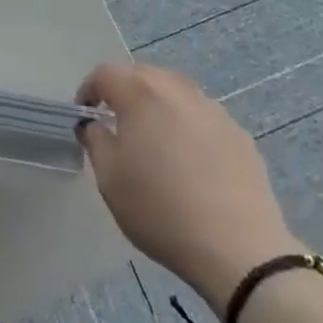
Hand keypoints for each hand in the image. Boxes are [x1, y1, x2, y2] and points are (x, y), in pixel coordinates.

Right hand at [76, 62, 301, 308]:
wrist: (238, 249)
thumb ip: (95, 140)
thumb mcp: (109, 179)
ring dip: (158, 106)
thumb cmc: (160, 210)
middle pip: (143, 75)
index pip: (105, 73)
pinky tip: (190, 161)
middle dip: (124, 92)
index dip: (88, 90)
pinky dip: (188, 126)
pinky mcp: (239, 133)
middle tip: (116, 123)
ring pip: (175, 93)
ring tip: (155, 140)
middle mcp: (177, 89)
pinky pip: (202, 117)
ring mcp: (212, 109)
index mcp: (140, 93)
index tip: (84, 115)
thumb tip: (93, 124)